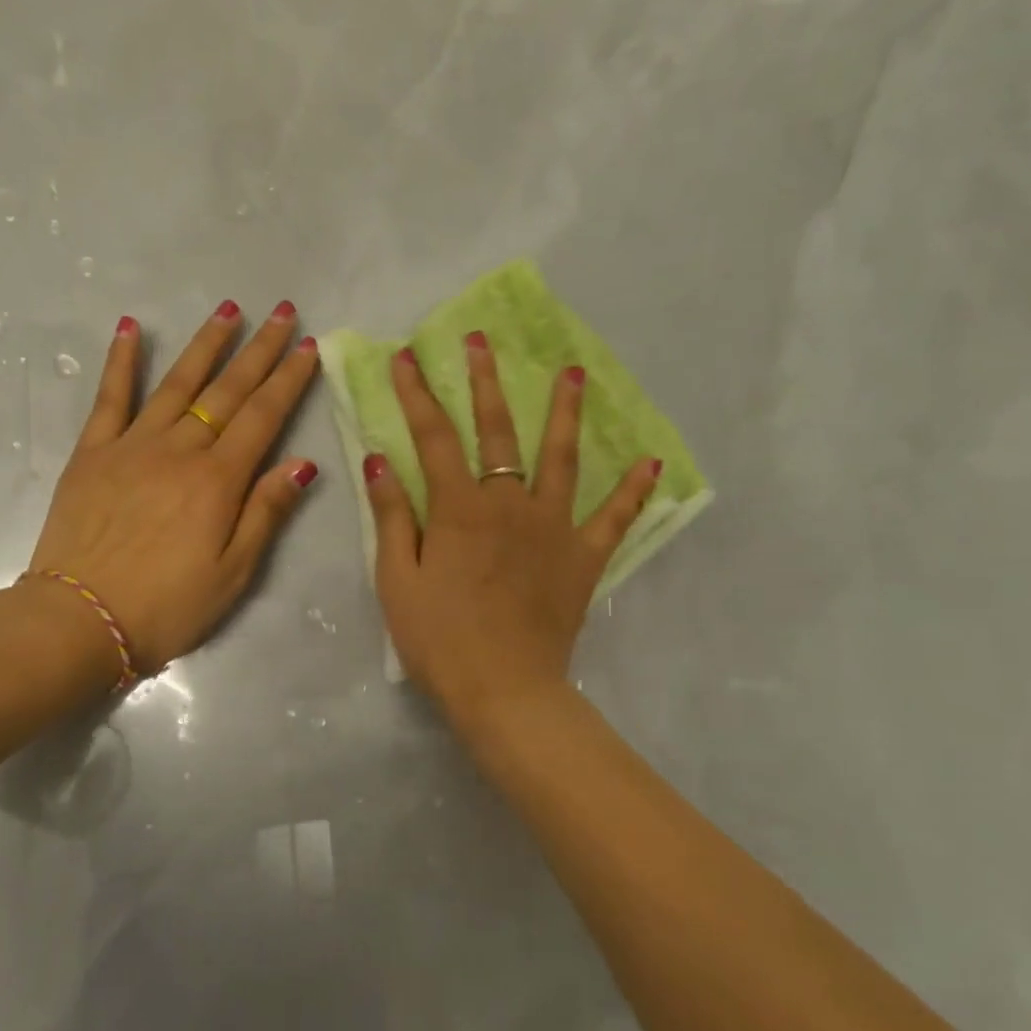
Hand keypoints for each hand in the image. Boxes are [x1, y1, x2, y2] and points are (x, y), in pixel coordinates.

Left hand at [26, 300, 319, 674]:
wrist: (79, 621)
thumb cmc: (167, 606)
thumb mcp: (234, 572)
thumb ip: (266, 512)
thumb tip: (302, 463)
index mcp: (218, 479)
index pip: (264, 416)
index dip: (289, 379)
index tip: (309, 345)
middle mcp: (179, 449)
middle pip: (228, 391)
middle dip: (260, 350)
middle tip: (283, 312)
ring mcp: (132, 445)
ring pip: (177, 383)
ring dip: (206, 344)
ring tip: (230, 309)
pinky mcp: (92, 453)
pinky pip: (110, 398)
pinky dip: (121, 361)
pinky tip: (130, 328)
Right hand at [363, 335, 659, 726]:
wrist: (504, 690)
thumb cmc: (440, 640)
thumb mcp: (397, 581)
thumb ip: (394, 516)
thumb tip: (379, 459)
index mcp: (460, 508)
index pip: (433, 437)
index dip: (416, 394)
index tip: (407, 358)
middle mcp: (509, 503)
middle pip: (497, 431)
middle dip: (485, 382)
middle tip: (482, 341)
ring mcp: (554, 527)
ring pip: (561, 457)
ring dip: (565, 412)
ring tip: (573, 373)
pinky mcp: (584, 557)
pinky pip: (614, 517)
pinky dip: (633, 490)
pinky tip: (651, 462)